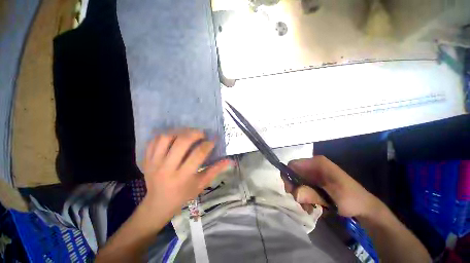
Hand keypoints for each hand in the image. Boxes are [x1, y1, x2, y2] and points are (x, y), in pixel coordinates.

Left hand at [140, 129, 231, 221]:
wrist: (158, 204)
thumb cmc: (183, 195)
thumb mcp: (201, 184)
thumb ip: (215, 170)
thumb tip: (230, 160)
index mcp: (183, 177)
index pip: (198, 154)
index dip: (207, 144)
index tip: (212, 141)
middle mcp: (167, 168)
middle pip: (181, 142)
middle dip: (194, 134)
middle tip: (201, 133)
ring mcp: (154, 163)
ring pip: (166, 138)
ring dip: (180, 132)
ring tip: (188, 133)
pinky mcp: (146, 160)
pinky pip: (154, 140)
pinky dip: (166, 135)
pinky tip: (174, 137)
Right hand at [284, 156, 381, 217]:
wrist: (365, 207)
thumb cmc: (350, 200)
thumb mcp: (331, 199)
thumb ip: (312, 195)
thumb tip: (294, 194)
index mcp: (317, 163)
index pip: (293, 165)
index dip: (288, 177)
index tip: (290, 192)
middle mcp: (313, 165)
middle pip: (294, 173)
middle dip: (295, 189)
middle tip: (300, 203)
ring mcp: (315, 173)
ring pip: (298, 181)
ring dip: (300, 195)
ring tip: (308, 207)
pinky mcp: (316, 180)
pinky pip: (304, 186)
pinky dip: (305, 196)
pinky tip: (311, 205)